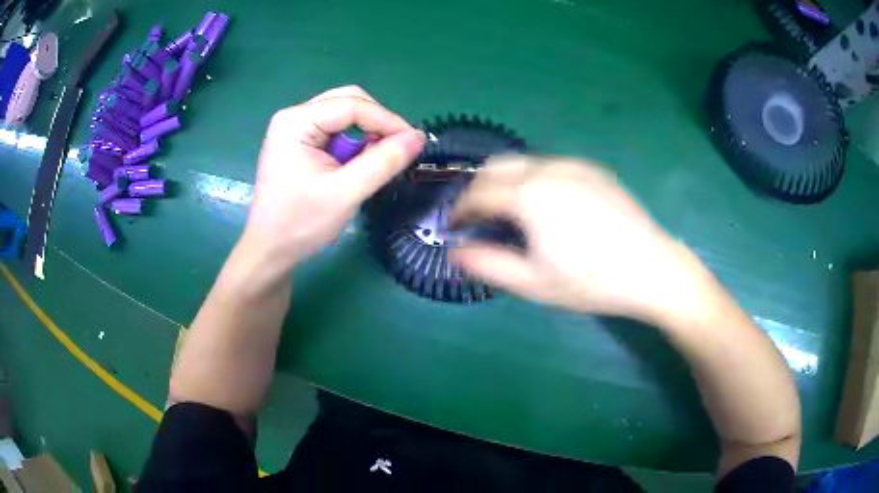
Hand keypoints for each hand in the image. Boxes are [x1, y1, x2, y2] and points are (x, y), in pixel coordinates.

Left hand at [243, 86, 425, 269]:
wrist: (271, 250)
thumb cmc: (300, 224)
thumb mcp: (345, 194)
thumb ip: (383, 162)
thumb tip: (418, 137)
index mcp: (296, 121)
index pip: (352, 105)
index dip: (387, 120)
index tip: (414, 143)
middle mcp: (294, 116)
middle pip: (349, 102)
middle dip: (376, 124)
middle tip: (396, 151)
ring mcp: (295, 128)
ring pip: (345, 115)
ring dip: (366, 135)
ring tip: (375, 163)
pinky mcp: (300, 142)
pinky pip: (337, 130)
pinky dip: (354, 144)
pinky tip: (356, 166)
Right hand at [450, 156, 708, 323]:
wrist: (653, 269)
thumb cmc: (591, 281)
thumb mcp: (534, 283)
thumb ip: (487, 264)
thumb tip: (455, 251)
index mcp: (529, 194)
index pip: (478, 193)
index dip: (460, 209)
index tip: (453, 226)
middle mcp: (548, 168)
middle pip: (496, 166)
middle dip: (478, 188)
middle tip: (477, 217)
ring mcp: (574, 165)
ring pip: (523, 162)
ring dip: (505, 181)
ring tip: (509, 212)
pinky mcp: (593, 170)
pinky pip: (550, 165)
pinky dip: (532, 178)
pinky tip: (546, 205)